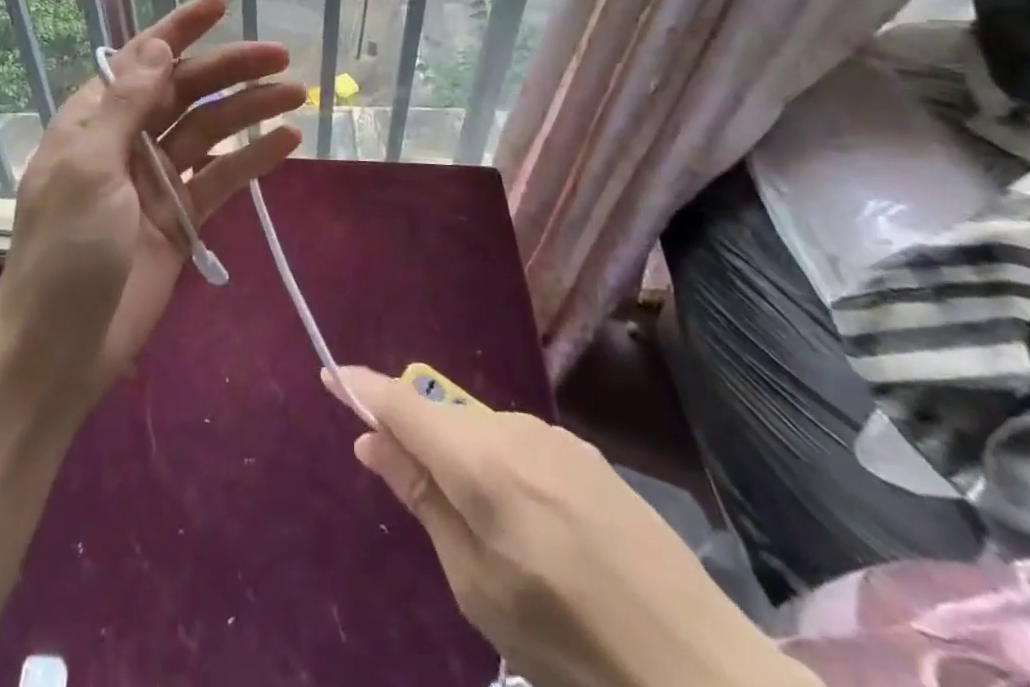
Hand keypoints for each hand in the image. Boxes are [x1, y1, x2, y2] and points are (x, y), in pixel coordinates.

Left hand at [0, 0, 303, 401]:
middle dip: (229, 68)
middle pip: (185, 90)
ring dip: (249, 108)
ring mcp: (156, 179)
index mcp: (94, 120)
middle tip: (281, 55)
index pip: (141, 59)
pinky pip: (221, 178)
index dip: (179, 30)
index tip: (220, 3)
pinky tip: (287, 141)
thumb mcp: (89, 168)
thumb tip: (157, 47)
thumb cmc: (64, 251)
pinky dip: (252, 159)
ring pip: (209, 130)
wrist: (60, 350)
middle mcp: (126, 140)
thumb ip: (126, 105)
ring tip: (296, 92)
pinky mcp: (180, 217)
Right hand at [331, 367, 815, 686]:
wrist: (701, 667)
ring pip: (481, 432)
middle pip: (441, 416)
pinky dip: (500, 468)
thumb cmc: (571, 641)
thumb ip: (422, 499)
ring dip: (463, 460)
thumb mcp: (477, 586)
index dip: (362, 387)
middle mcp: (514, 429)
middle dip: (416, 439)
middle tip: (416, 498)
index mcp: (482, 462)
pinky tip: (535, 530)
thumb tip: (370, 441)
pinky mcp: (585, 454)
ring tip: (491, 537)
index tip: (329, 373)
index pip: (402, 403)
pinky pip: (519, 445)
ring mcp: (555, 437)